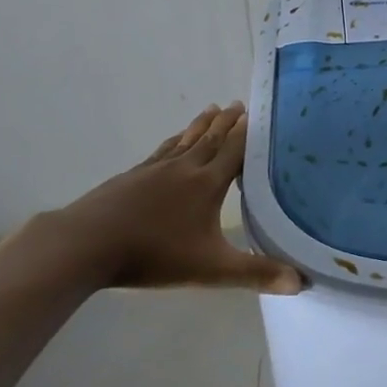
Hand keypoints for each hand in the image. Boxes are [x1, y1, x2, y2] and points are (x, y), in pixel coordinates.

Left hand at [23, 103, 303, 292]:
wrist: (86, 244)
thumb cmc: (155, 254)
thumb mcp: (212, 269)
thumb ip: (256, 274)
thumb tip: (301, 282)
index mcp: (207, 184)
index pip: (234, 151)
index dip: (247, 134)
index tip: (258, 114)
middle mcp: (184, 168)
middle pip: (211, 139)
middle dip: (227, 123)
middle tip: (239, 104)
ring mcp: (154, 170)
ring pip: (185, 141)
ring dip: (201, 125)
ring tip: (212, 109)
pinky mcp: (130, 177)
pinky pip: (161, 151)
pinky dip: (174, 141)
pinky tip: (173, 142)